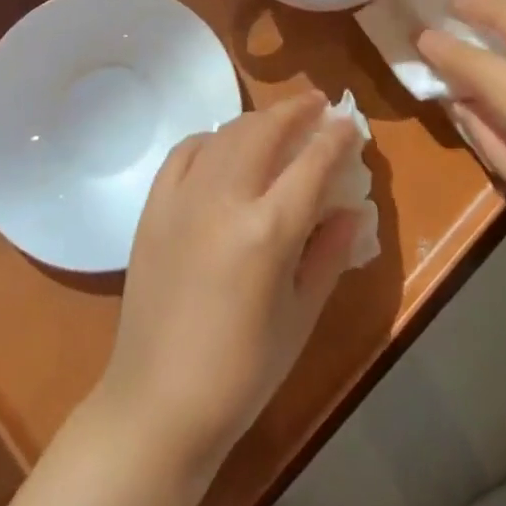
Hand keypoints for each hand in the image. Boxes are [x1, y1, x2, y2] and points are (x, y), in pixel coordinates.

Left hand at [94, 91, 362, 475]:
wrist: (157, 402)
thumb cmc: (242, 372)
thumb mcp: (301, 317)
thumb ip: (329, 255)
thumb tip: (351, 209)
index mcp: (268, 232)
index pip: (312, 163)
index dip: (336, 137)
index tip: (350, 123)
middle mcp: (224, 200)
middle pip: (265, 131)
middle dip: (295, 110)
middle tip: (316, 103)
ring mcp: (183, 198)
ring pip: (225, 134)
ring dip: (257, 120)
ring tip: (277, 121)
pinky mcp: (154, 206)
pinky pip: (185, 152)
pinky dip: (209, 139)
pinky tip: (222, 146)